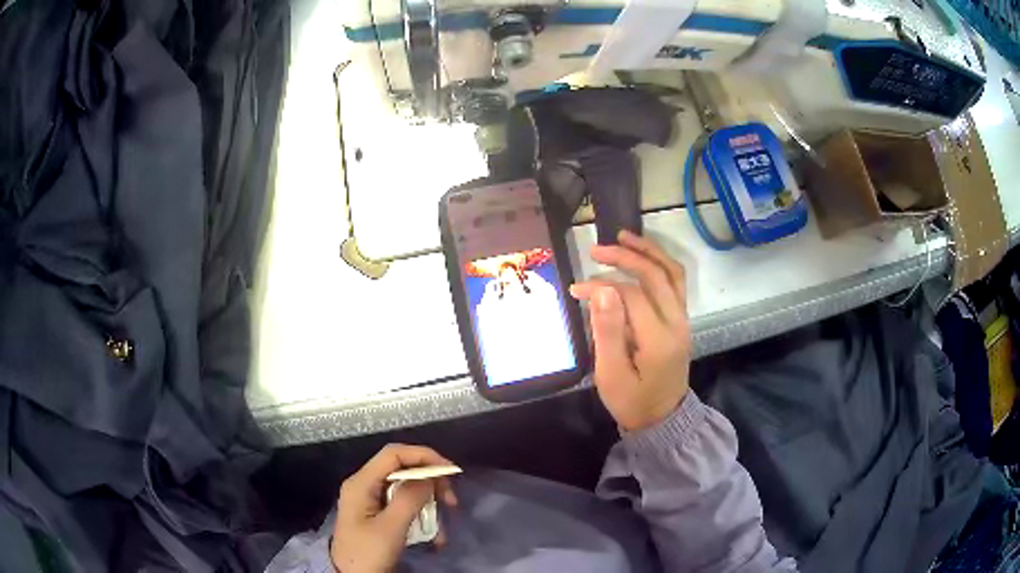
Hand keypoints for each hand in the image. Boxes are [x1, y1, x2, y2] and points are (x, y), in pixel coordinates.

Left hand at [331, 444, 458, 572]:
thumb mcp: (390, 528)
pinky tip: (433, 539)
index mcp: (361, 483)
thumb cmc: (367, 553)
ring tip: (442, 532)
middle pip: (402, 470)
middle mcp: (365, 485)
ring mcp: (370, 500)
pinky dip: (421, 519)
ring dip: (429, 508)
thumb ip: (409, 498)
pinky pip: (404, 507)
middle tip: (451, 502)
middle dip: (430, 484)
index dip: (424, 456)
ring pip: (407, 491)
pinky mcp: (378, 515)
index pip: (394, 454)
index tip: (450, 472)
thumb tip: (429, 476)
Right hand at [570, 231, 691, 431]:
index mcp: (658, 339)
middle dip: (625, 256)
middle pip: (655, 275)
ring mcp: (683, 319)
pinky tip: (643, 256)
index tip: (578, 288)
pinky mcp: (682, 319)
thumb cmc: (632, 401)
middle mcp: (677, 322)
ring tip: (624, 237)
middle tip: (596, 249)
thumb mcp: (611, 374)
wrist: (663, 419)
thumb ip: (608, 331)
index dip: (602, 286)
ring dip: (648, 251)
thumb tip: (602, 290)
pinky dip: (659, 263)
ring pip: (671, 273)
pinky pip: (675, 282)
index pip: (631, 295)